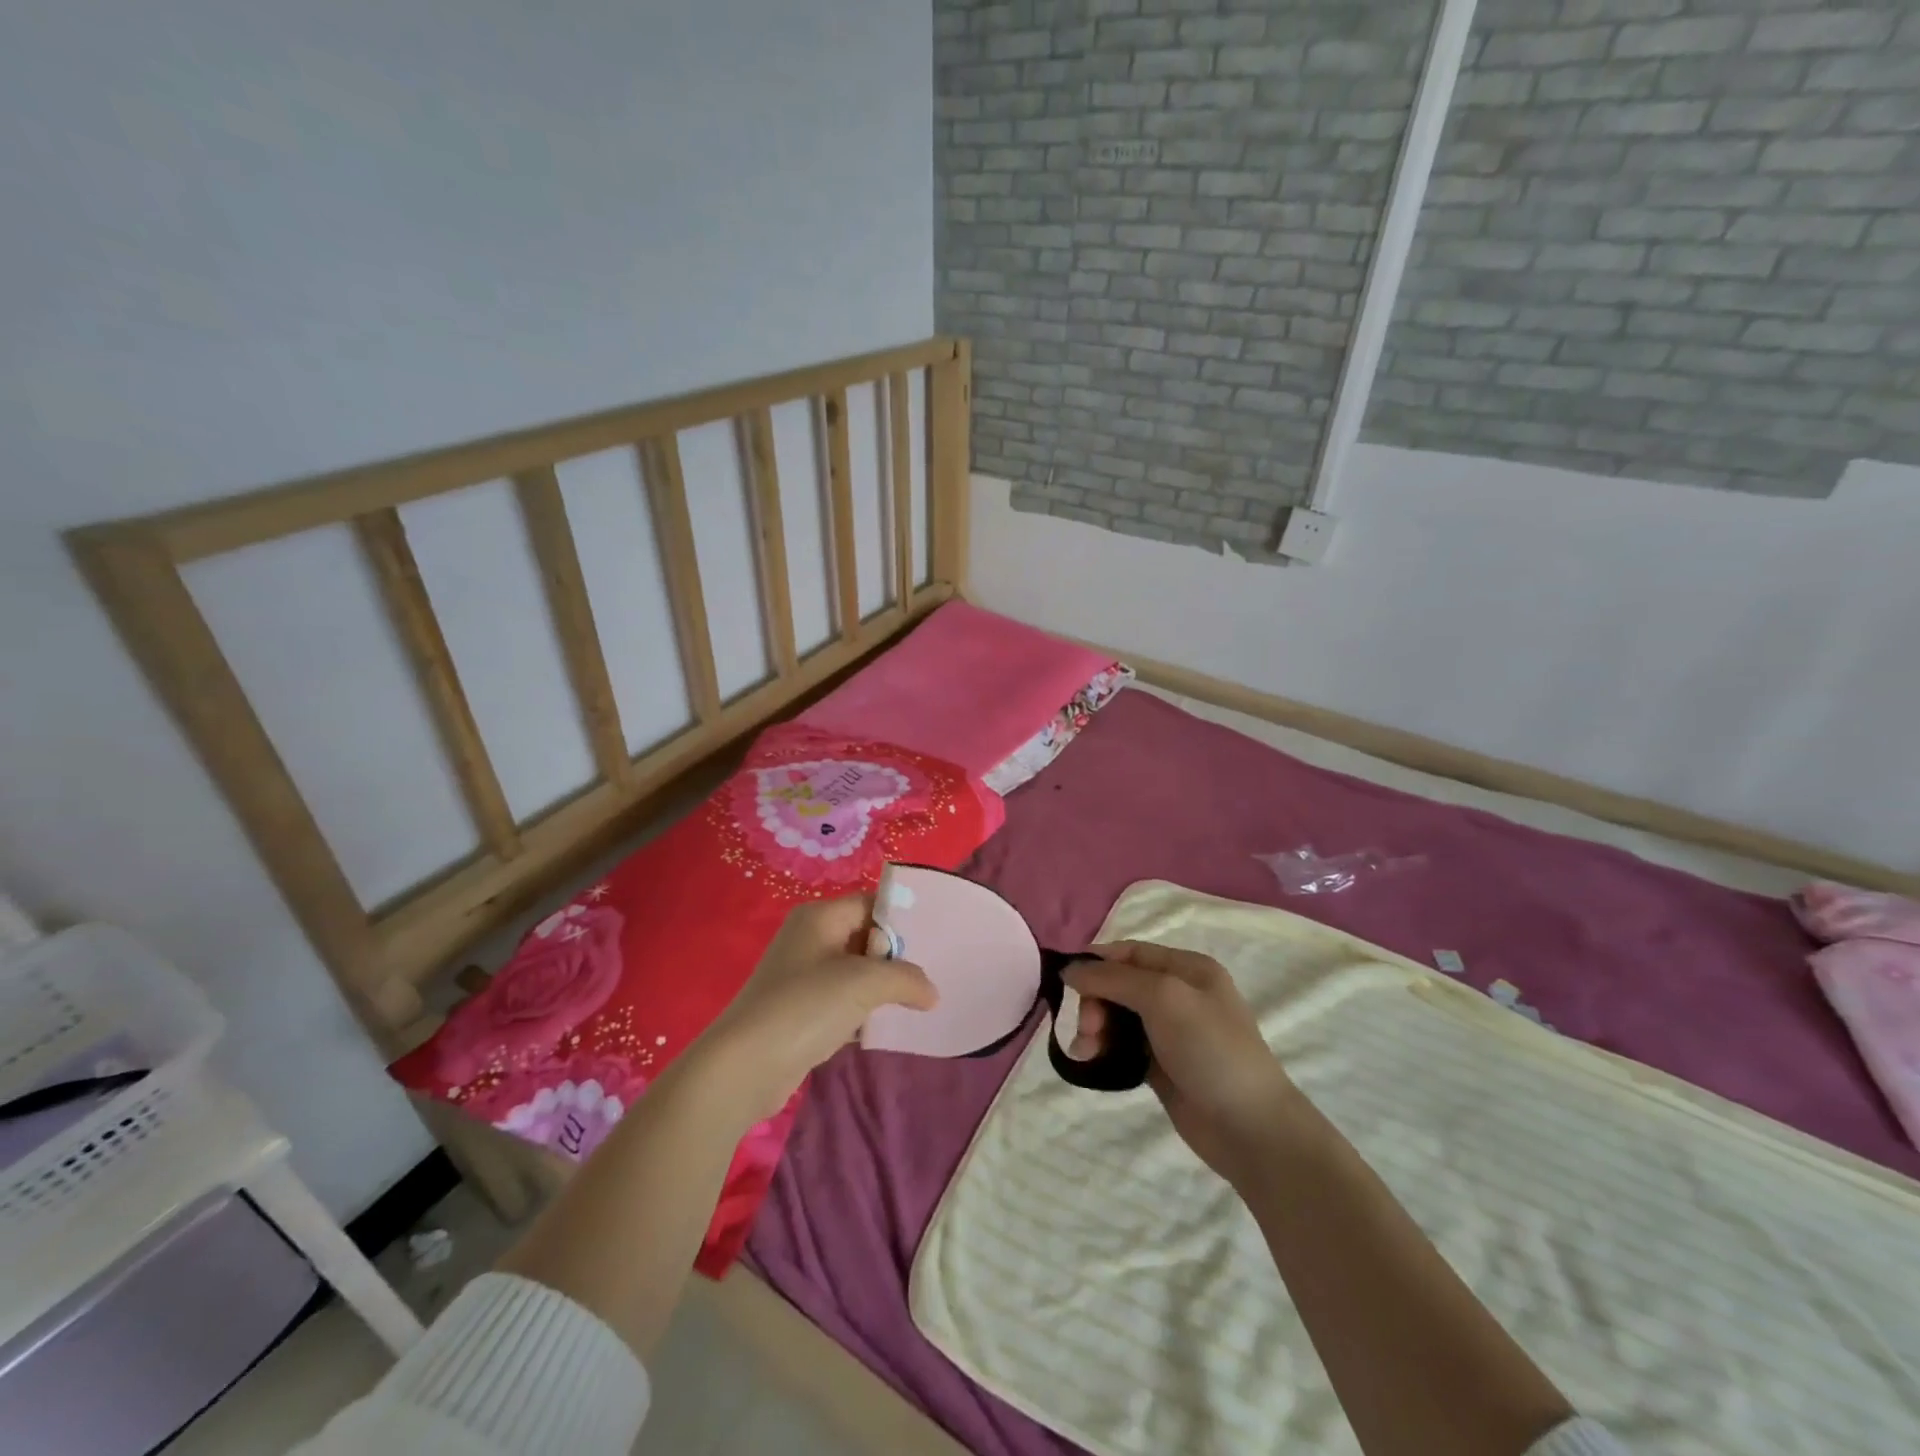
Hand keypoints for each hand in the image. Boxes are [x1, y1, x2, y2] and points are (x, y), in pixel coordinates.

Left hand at [696, 894, 936, 1123]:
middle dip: (896, 958)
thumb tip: (932, 992)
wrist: (745, 1066)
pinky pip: (843, 1002)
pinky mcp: (801, 1012)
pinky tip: (886, 1027)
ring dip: (882, 988)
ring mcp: (803, 976)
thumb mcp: (864, 984)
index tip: (936, 942)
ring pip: (856, 973)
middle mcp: (810, 939)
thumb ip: (905, 979)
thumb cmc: (805, 1006)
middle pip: (865, 937)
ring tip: (918, 1002)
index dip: (902, 921)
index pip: (871, 904)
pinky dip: (863, 1012)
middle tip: (930, 975)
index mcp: (820, 917)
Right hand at [1065, 941, 1303, 1184]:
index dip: (1097, 962)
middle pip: (1120, 984)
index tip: (1066, 982)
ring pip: (1117, 1016)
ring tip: (1087, 1051)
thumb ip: (1114, 979)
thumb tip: (1070, 969)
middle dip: (1096, 1001)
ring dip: (1095, 1028)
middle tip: (1088, 1029)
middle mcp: (1179, 994)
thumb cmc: (1211, 1050)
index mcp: (1188, 969)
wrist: (1250, 1128)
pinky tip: (1092, 1063)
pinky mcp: (1161, 1065)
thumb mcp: (1163, 998)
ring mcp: (1171, 1032)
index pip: (1130, 952)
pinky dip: (1104, 1050)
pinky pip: (1122, 1046)